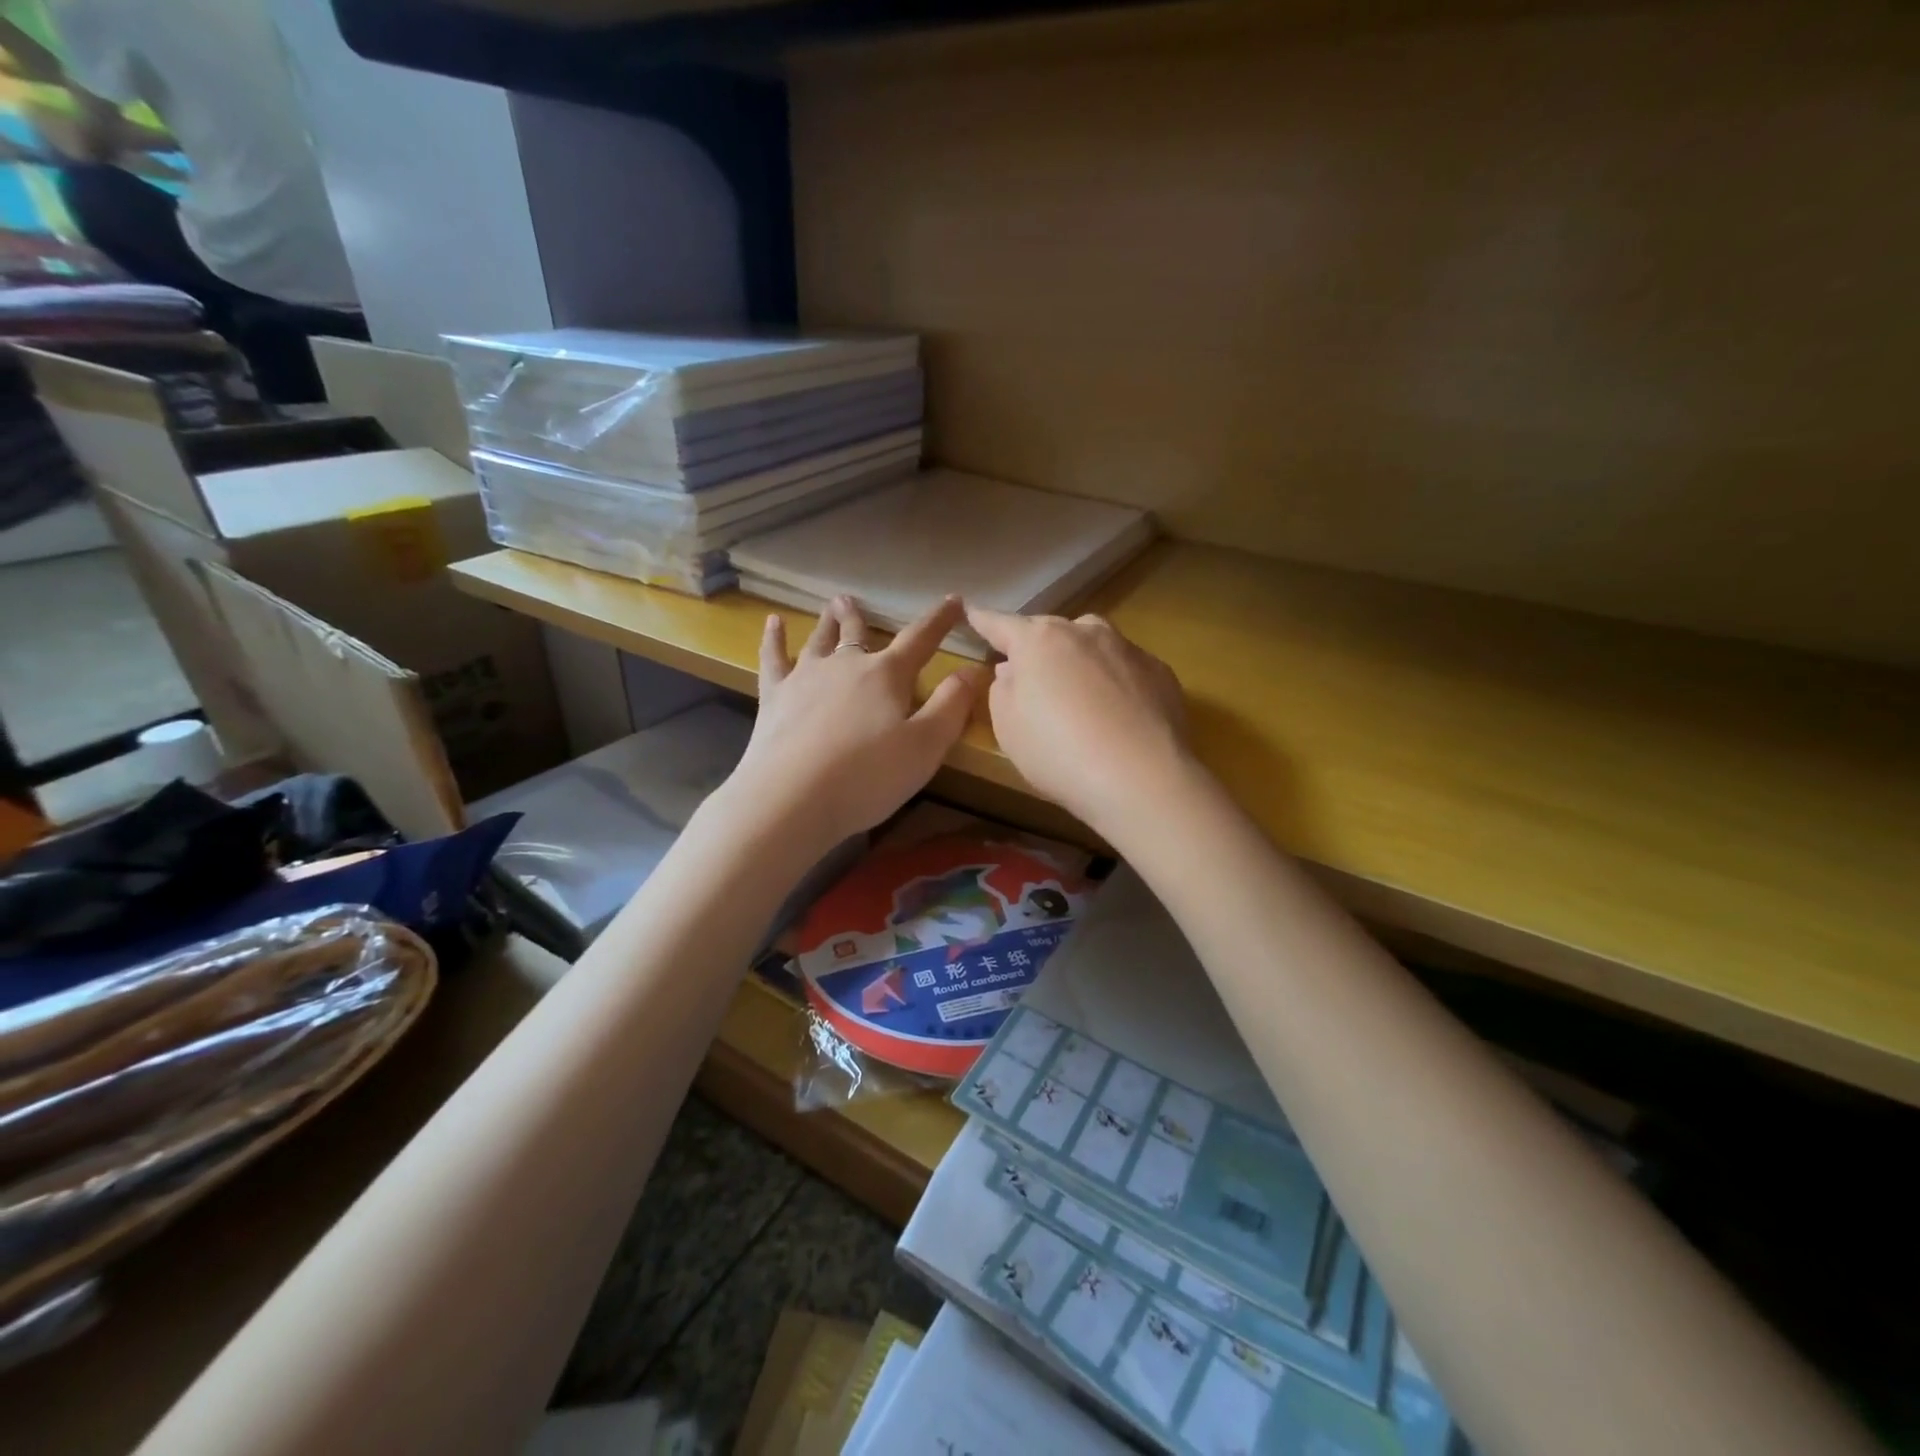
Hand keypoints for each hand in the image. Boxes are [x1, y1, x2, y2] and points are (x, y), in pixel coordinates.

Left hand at [728, 595, 983, 854]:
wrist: (791, 798)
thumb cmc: (867, 777)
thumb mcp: (926, 746)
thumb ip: (952, 706)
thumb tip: (973, 669)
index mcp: (887, 675)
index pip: (920, 640)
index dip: (940, 620)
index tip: (954, 600)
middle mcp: (846, 665)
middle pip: (858, 634)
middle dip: (862, 617)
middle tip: (855, 599)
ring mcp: (805, 678)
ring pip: (819, 640)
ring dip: (827, 622)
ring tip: (831, 605)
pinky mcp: (774, 697)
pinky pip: (774, 658)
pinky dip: (773, 639)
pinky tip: (772, 623)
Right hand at [966, 605, 1190, 831]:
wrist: (1141, 778)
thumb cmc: (1058, 753)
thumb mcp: (1007, 727)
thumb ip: (1002, 690)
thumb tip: (1013, 670)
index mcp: (1038, 641)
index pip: (1001, 624)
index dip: (982, 619)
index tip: (970, 610)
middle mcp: (1084, 632)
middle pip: (1051, 631)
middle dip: (1037, 647)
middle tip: (1031, 676)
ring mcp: (1127, 648)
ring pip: (1092, 644)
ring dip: (1079, 661)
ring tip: (1079, 695)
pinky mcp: (1160, 672)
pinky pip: (1125, 669)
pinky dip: (1115, 682)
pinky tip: (1118, 715)